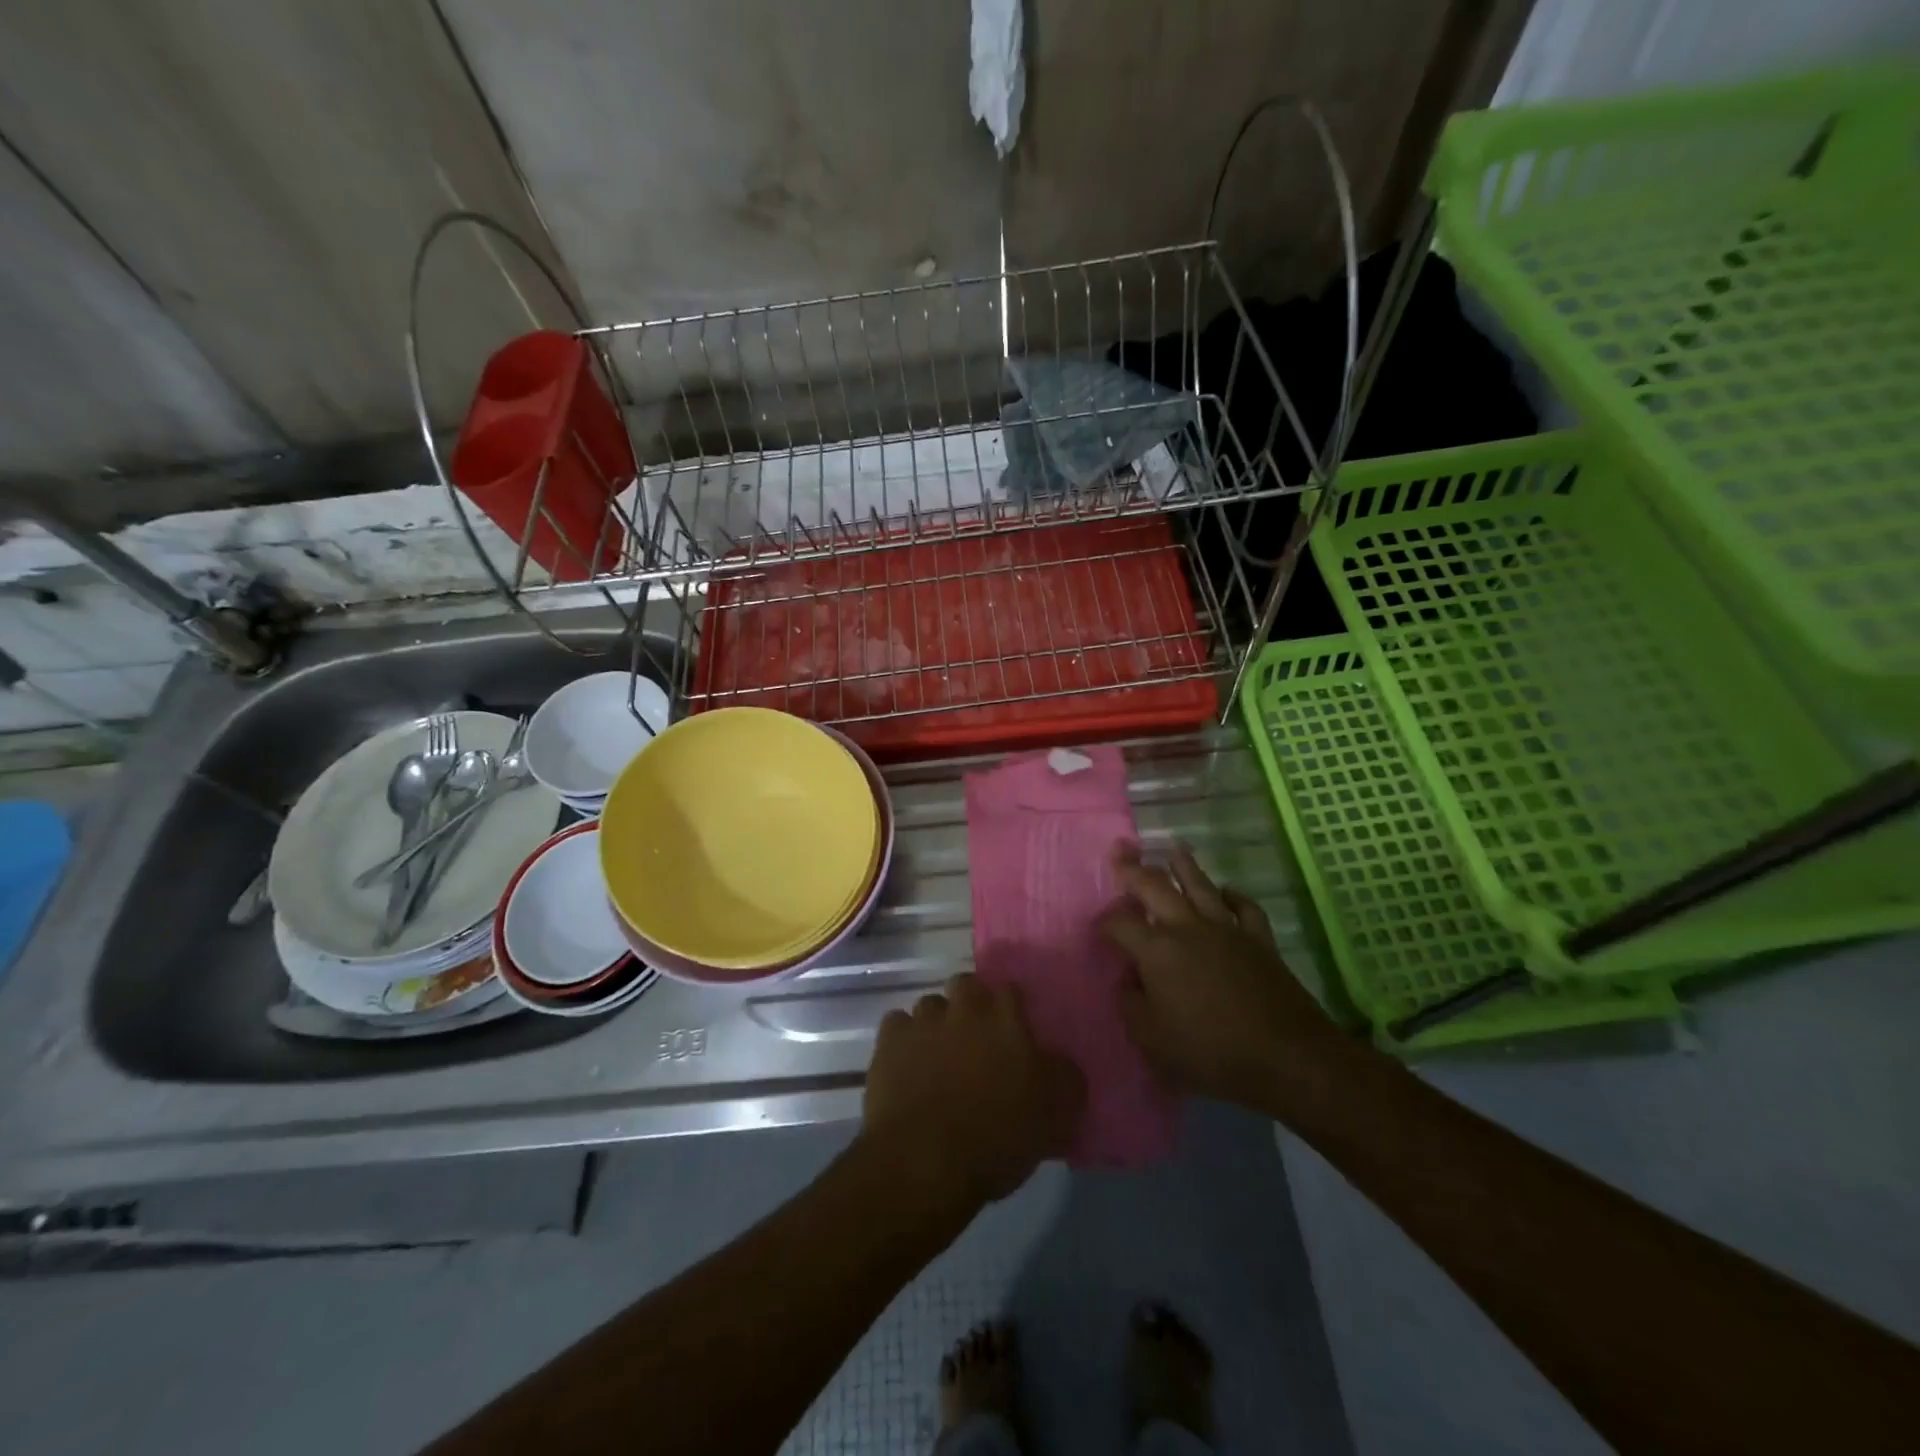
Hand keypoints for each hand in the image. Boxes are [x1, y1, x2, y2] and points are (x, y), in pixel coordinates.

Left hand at [862, 974, 1084, 1210]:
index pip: (1011, 992)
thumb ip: (1065, 1079)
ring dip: (936, 1023)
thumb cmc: (997, 1137)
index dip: (1012, 1010)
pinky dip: (902, 1040)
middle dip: (970, 1004)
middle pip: (967, 985)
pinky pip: (897, 1026)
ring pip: (931, 1005)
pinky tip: (906, 1064)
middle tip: (974, 1039)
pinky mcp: (889, 1040)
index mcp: (1006, 1020)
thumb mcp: (1055, 1117)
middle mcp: (964, 1008)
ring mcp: (923, 1021)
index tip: (1013, 1033)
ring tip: (938, 1055)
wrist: (926, 1159)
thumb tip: (1063, 1064)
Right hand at [1100, 844, 1340, 1108]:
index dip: (1104, 923)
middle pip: (1155, 888)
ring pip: (1201, 886)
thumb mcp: (1152, 1039)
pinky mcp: (1259, 940)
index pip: (1120, 924)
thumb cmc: (1210, 1051)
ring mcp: (1226, 930)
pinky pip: (1245, 907)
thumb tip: (1129, 978)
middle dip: (1133, 869)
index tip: (1097, 929)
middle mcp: (1188, 928)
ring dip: (1184, 866)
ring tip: (1174, 849)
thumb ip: (1131, 1004)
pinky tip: (1227, 891)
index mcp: (1157, 951)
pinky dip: (1234, 895)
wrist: (1286, 1056)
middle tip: (1120, 850)